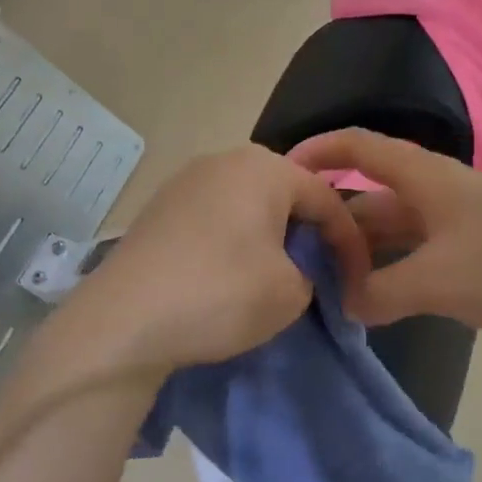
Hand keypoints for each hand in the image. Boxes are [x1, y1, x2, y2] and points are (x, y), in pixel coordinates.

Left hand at [60, 146, 369, 375]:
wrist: (123, 321)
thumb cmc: (221, 295)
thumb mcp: (291, 292)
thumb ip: (310, 271)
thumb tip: (294, 268)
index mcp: (263, 167)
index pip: (326, 198)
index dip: (350, 241)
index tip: (358, 279)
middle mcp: (222, 160)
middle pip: (284, 195)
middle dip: (307, 233)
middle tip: (319, 273)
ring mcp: (183, 182)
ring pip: (246, 206)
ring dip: (268, 238)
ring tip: (276, 276)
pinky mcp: (157, 210)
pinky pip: (213, 219)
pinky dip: (232, 243)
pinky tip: (228, 276)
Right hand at [289, 128, 481, 349]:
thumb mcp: (437, 280)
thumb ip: (380, 293)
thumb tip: (344, 305)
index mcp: (424, 178)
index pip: (358, 148)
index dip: (318, 151)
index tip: (281, 175)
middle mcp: (436, 192)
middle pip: (371, 198)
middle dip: (334, 224)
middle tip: (297, 258)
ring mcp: (458, 222)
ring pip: (395, 232)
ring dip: (364, 255)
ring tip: (327, 287)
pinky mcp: (476, 252)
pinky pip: (419, 255)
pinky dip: (394, 273)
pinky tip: (377, 302)